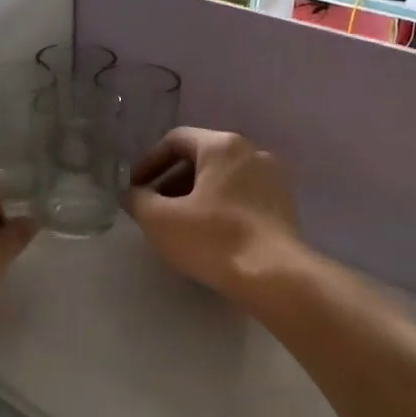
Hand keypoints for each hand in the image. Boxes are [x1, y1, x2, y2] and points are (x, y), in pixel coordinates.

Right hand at [127, 129, 301, 303]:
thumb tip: (132, 194)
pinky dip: (218, 206)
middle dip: (170, 181)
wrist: (273, 275)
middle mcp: (252, 152)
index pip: (175, 140)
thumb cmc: (213, 239)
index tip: (134, 190)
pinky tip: (207, 234)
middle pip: (201, 158)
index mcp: (223, 146)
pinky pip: (241, 196)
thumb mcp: (160, 220)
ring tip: (177, 224)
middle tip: (152, 208)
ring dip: (194, 195)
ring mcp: (272, 179)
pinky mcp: (283, 205)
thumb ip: (138, 200)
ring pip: (222, 178)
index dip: (148, 163)